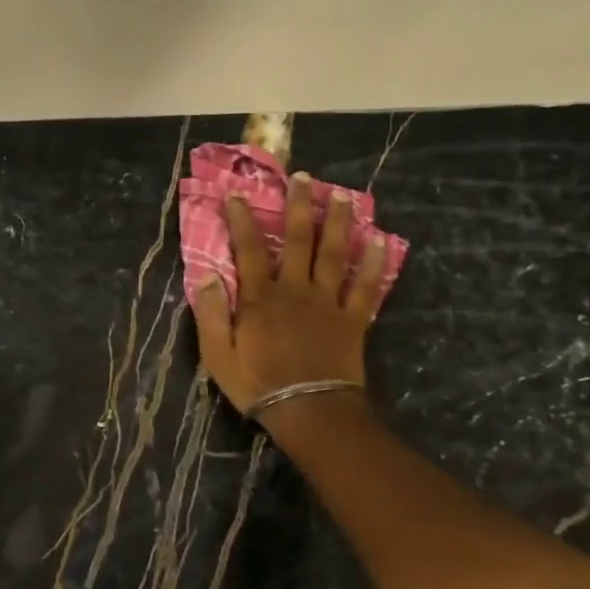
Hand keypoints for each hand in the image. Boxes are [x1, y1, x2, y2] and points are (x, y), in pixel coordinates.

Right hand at [191, 176, 387, 427]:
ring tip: (341, 196)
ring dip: (338, 222)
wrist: (309, 410)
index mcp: (260, 298)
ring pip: (335, 253)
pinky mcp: (353, 319)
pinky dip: (374, 262)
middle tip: (302, 177)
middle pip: (299, 240)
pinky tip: (381, 241)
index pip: (249, 249)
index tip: (237, 194)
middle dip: (298, 206)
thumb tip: (209, 276)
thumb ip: (211, 314)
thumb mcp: (218, 354)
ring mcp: (328, 302)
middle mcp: (295, 290)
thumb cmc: (257, 384)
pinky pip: (366, 286)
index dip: (242, 220)